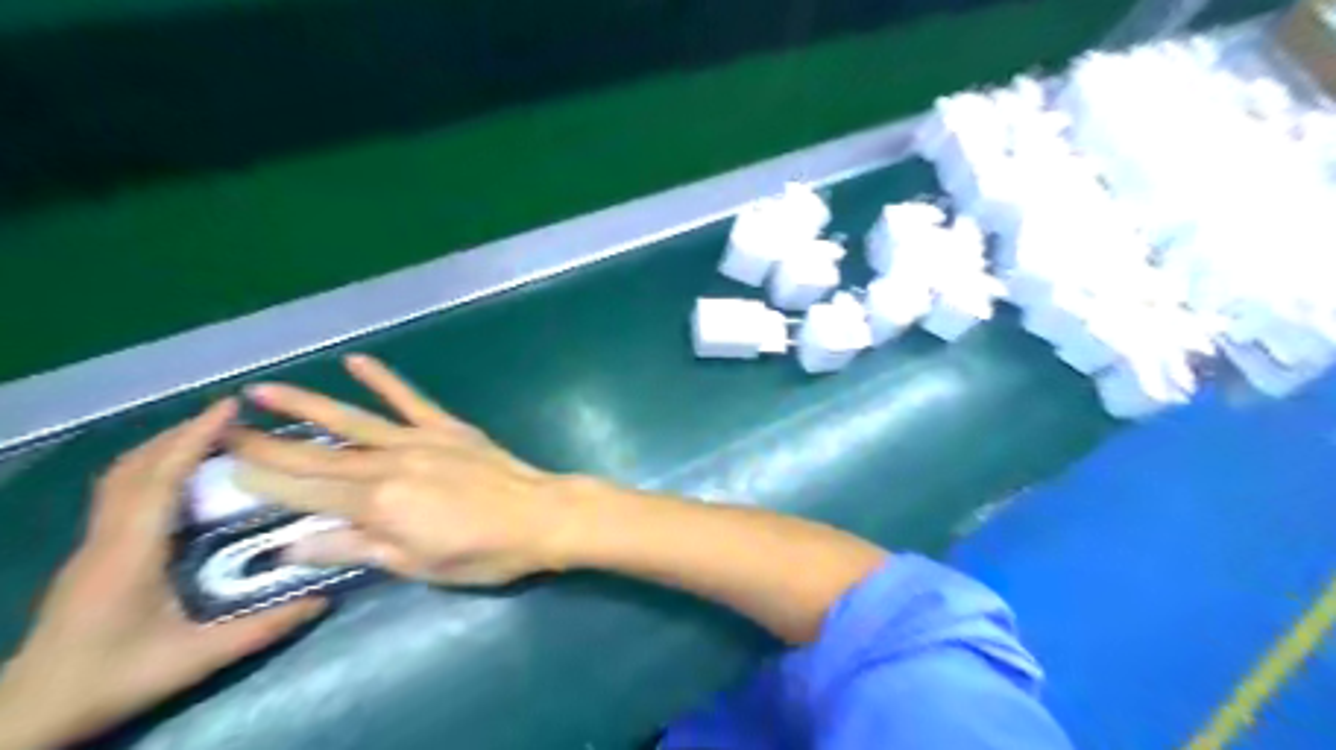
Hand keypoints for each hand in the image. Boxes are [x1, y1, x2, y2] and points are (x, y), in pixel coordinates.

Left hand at [1, 402, 327, 748]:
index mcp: (131, 552)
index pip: (161, 477)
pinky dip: (151, 466)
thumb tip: (324, 598)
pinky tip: (180, 475)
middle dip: (182, 433)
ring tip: (210, 436)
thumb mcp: (196, 658)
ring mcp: (92, 543)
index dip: (195, 437)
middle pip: (136, 465)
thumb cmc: (113, 678)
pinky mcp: (91, 552)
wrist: (30, 712)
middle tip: (232, 417)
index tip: (230, 406)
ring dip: (163, 446)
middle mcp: (106, 537)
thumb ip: (263, 627)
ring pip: (121, 475)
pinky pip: (119, 491)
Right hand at [230, 354, 574, 588]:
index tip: (223, 465)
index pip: (307, 491)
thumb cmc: (482, 552)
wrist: (541, 516)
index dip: (264, 480)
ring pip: (353, 420)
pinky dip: (384, 380)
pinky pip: (410, 400)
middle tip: (223, 427)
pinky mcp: (447, 427)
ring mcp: (420, 440)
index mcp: (378, 504)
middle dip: (268, 442)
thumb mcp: (416, 564)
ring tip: (265, 389)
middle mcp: (390, 464)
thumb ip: (354, 549)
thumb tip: (290, 545)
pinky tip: (357, 361)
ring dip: (308, 403)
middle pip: (318, 454)